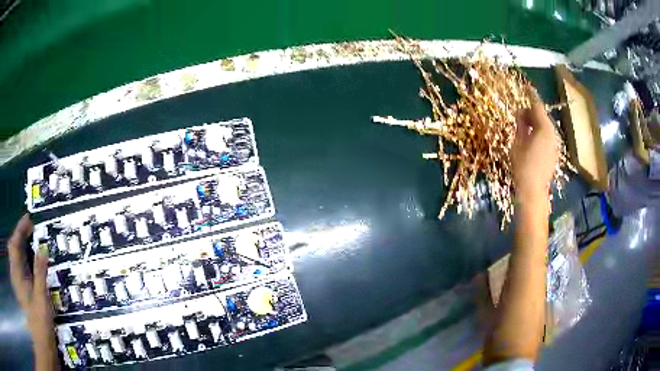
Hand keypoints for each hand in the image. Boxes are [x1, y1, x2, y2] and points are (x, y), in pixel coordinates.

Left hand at [8, 215, 55, 350]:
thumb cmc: (39, 324)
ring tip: (31, 242)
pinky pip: (19, 268)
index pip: (14, 243)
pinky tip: (30, 264)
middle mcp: (15, 275)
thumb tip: (42, 251)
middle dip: (19, 236)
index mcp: (16, 274)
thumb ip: (40, 275)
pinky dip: (23, 260)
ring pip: (15, 258)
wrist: (41, 346)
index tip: (29, 219)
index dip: (20, 229)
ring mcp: (17, 284)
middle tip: (30, 230)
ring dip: (21, 247)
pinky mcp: (21, 291)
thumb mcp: (41, 301)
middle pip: (13, 248)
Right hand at [512, 102, 557, 202]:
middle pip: (543, 116)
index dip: (531, 96)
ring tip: (524, 127)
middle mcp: (552, 134)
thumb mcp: (518, 142)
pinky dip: (540, 133)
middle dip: (532, 113)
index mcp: (544, 128)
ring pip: (546, 127)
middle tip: (519, 115)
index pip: (538, 106)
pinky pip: (547, 137)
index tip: (527, 87)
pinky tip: (531, 140)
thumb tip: (521, 113)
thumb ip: (521, 125)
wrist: (533, 191)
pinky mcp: (554, 153)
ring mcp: (555, 144)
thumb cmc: (522, 166)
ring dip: (536, 124)